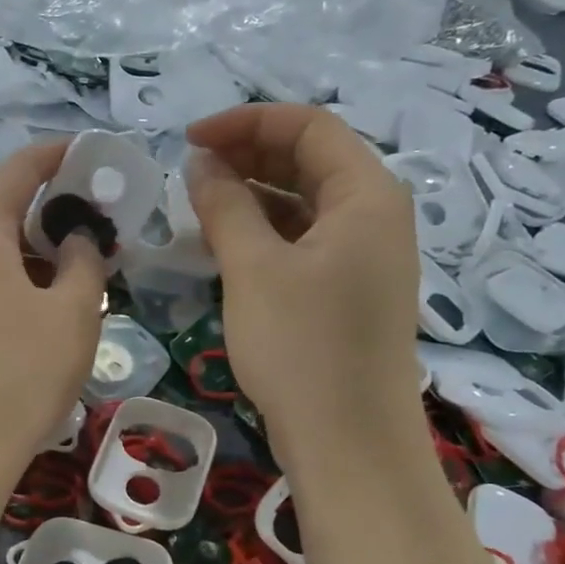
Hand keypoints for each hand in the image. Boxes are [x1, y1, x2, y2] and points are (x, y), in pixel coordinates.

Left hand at [0, 141, 106, 471]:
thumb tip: (76, 238)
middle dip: (50, 214)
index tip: (95, 156)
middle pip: (0, 211)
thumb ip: (84, 260)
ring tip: (74, 276)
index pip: (20, 168)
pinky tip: (36, 314)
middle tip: (97, 231)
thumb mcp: (74, 312)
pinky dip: (8, 284)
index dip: (61, 155)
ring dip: (31, 255)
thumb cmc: (20, 372)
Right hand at [185, 103, 419, 448]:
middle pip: (311, 160)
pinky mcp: (350, 291)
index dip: (246, 122)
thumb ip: (225, 205)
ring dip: (254, 195)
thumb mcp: (253, 269)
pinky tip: (227, 245)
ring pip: (306, 203)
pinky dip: (266, 233)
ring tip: (199, 206)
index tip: (188, 140)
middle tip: (190, 171)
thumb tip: (202, 164)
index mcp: (367, 194)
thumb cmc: (301, 347)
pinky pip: (306, 241)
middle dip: (249, 155)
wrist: (348, 441)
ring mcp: (366, 257)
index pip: (308, 126)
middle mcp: (376, 216)